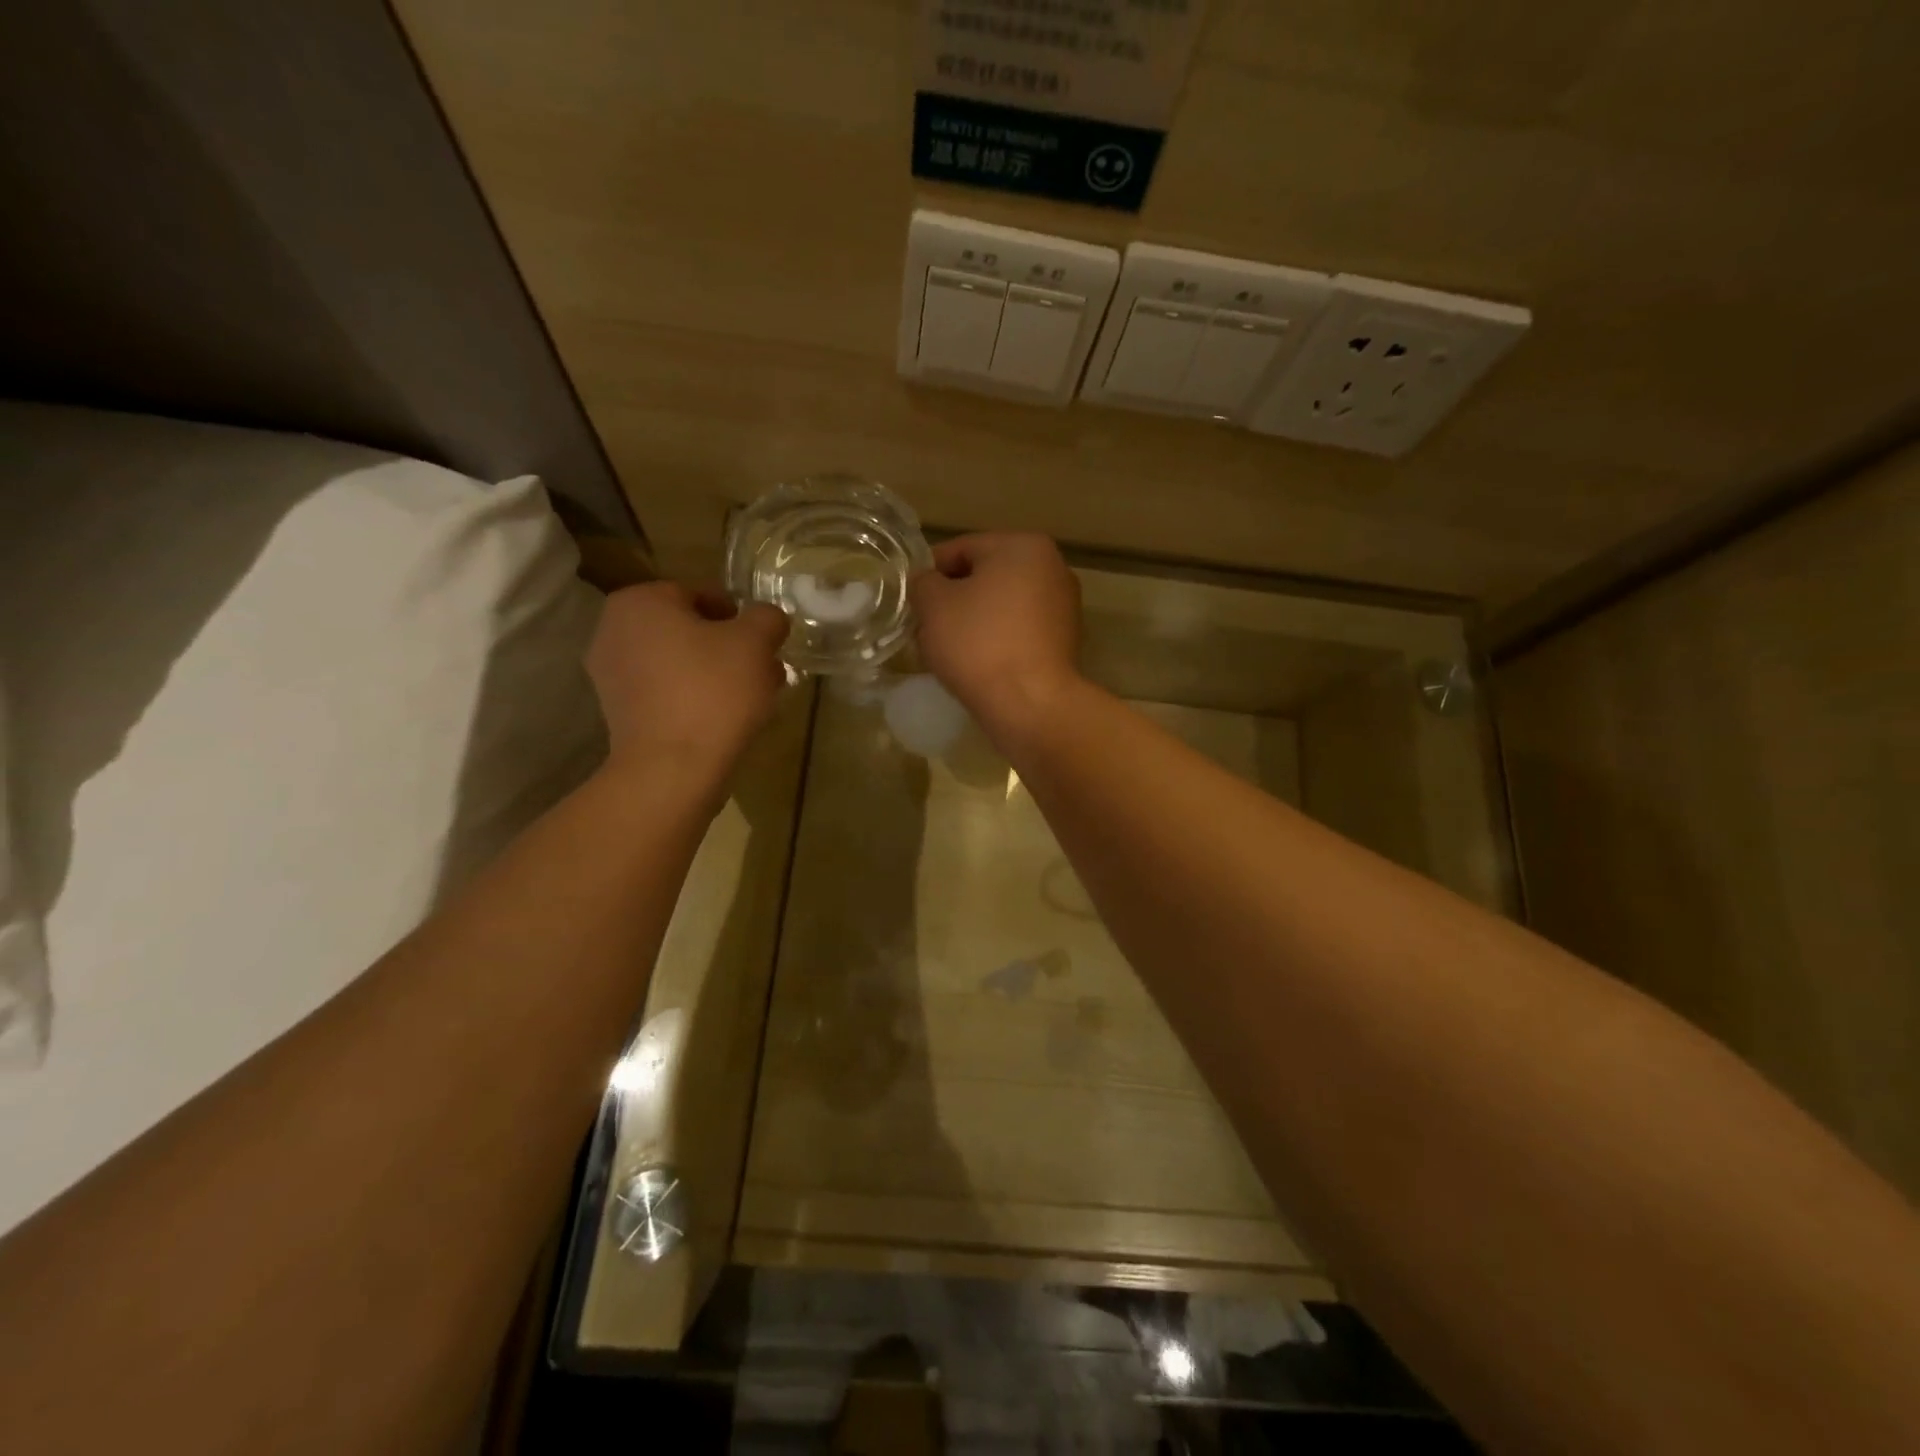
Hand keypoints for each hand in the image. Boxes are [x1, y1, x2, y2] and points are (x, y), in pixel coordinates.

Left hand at [586, 583, 789, 781]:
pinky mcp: (619, 713)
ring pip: (679, 663)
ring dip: (715, 673)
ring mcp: (610, 674)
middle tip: (763, 670)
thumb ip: (767, 618)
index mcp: (640, 601)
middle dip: (728, 647)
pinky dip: (694, 698)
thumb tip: (767, 619)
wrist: (672, 769)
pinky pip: (666, 692)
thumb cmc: (713, 691)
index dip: (740, 617)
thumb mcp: (756, 642)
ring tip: (753, 698)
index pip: (701, 594)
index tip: (764, 643)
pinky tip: (725, 719)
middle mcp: (614, 630)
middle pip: (689, 630)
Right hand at [909, 533, 1082, 732]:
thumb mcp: (934, 605)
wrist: (1029, 704)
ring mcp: (1063, 606)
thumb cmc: (978, 643)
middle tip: (925, 626)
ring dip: (974, 621)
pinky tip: (977, 664)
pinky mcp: (1064, 642)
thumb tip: (928, 583)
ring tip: (948, 650)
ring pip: (1002, 606)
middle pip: (986, 577)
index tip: (911, 600)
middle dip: (954, 599)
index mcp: (1023, 546)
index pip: (962, 549)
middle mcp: (1052, 568)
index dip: (929, 573)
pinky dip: (997, 641)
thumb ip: (924, 583)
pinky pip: (1019, 631)